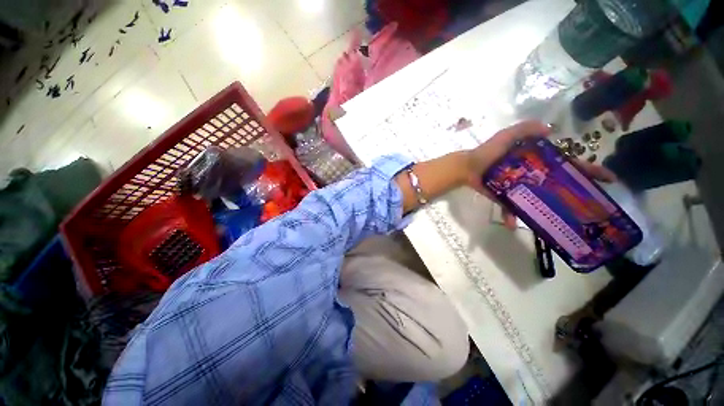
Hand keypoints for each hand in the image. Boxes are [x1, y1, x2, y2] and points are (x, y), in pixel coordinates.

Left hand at [462, 121, 616, 228]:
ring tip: (560, 222)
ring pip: (537, 200)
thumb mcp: (506, 137)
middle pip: (557, 184)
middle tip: (589, 206)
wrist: (466, 167)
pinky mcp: (505, 196)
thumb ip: (525, 129)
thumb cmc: (487, 152)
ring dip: (547, 211)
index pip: (566, 164)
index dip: (587, 170)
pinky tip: (511, 224)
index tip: (608, 178)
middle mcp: (531, 175)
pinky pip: (511, 208)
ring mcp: (519, 187)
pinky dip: (510, 215)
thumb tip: (550, 129)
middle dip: (574, 193)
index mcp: (535, 161)